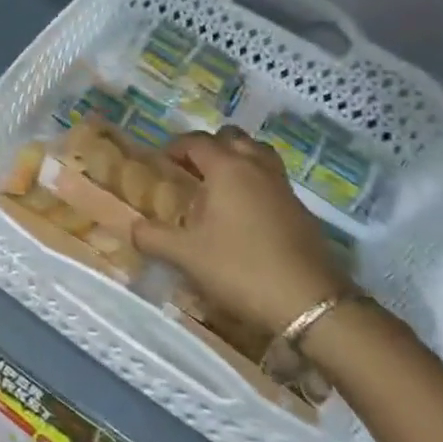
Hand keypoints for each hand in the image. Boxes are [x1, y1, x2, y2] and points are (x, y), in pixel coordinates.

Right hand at [132, 127, 352, 334]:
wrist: (309, 303)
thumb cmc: (240, 269)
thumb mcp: (186, 256)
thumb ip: (153, 237)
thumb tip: (133, 227)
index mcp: (227, 168)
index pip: (197, 141)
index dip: (176, 147)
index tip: (162, 163)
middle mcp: (257, 167)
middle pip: (232, 137)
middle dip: (210, 147)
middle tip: (192, 171)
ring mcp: (283, 187)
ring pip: (258, 154)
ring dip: (238, 160)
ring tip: (220, 186)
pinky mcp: (301, 210)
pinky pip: (273, 180)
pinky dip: (256, 184)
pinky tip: (245, 215)